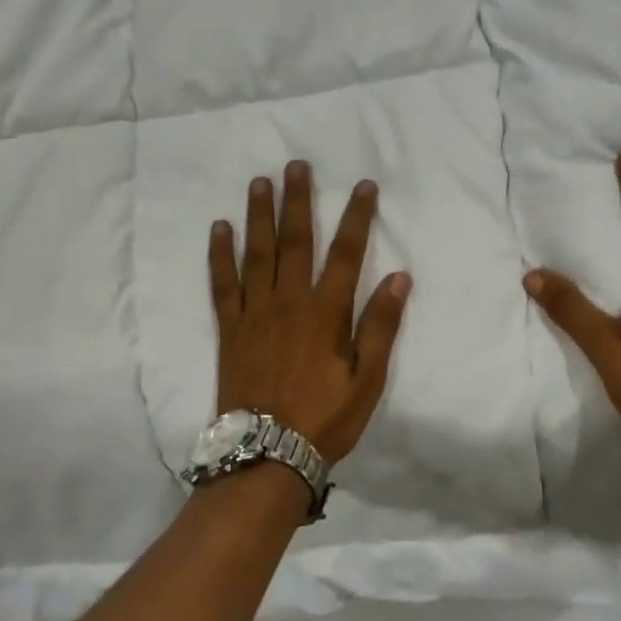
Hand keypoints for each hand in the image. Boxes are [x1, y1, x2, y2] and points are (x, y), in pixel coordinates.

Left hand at [209, 161, 410, 463]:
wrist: (266, 455)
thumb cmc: (325, 419)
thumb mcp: (367, 380)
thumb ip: (380, 327)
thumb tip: (400, 279)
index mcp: (326, 314)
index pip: (347, 254)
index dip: (357, 217)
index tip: (364, 186)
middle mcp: (289, 303)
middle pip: (296, 241)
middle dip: (299, 201)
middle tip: (298, 165)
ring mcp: (254, 313)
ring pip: (257, 254)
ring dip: (260, 215)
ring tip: (260, 182)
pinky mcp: (229, 329)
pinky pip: (222, 284)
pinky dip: (220, 255)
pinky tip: (220, 229)